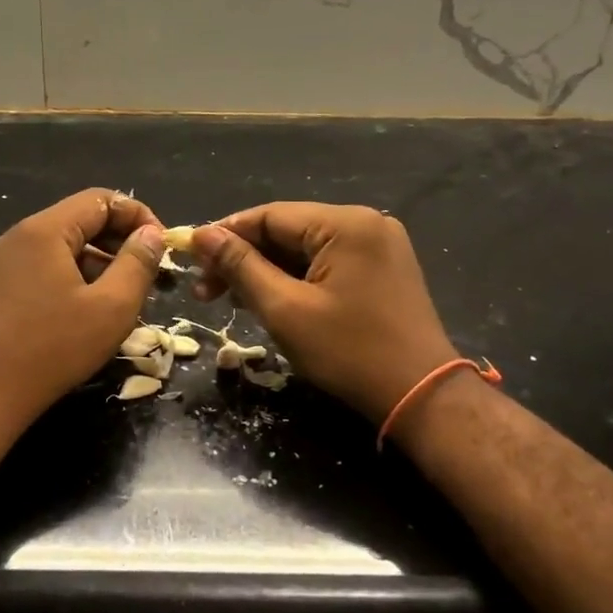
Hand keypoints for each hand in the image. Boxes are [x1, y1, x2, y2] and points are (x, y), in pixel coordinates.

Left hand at [0, 188, 164, 430]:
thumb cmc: (54, 348)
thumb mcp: (112, 307)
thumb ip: (138, 264)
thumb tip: (152, 235)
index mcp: (45, 230)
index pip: (101, 199)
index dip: (138, 216)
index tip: (162, 246)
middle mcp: (20, 236)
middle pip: (81, 221)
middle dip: (120, 241)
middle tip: (148, 273)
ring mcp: (5, 262)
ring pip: (64, 247)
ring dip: (99, 263)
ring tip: (124, 296)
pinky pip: (45, 267)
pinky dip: (75, 278)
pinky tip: (90, 310)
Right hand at [191, 203, 458, 424]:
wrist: (421, 396)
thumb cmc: (348, 352)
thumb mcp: (284, 309)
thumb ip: (241, 267)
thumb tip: (202, 235)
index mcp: (346, 224)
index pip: (270, 215)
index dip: (225, 235)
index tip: (190, 258)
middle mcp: (366, 223)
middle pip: (287, 230)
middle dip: (244, 258)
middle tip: (205, 290)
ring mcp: (379, 246)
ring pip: (305, 248)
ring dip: (266, 271)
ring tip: (230, 299)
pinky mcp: (383, 269)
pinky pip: (327, 263)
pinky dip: (295, 279)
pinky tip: (269, 299)